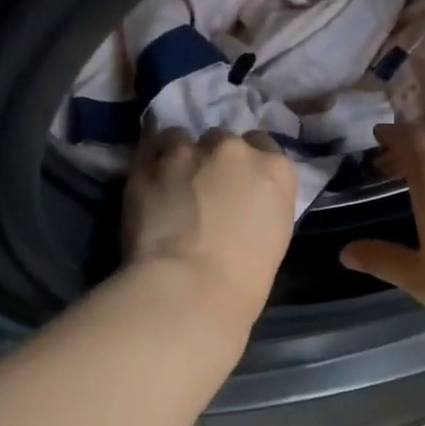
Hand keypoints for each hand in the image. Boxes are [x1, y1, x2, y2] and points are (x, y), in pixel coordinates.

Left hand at [123, 128, 297, 317]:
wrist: (191, 287)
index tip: (238, 181)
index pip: (264, 145)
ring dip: (179, 156)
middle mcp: (235, 149)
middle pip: (223, 139)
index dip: (248, 162)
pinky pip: (149, 151)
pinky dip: (150, 165)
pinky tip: (149, 186)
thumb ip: (260, 202)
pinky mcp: (148, 163)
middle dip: (214, 158)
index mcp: (276, 170)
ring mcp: (189, 152)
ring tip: (170, 184)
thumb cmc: (245, 277)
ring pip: (181, 138)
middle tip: (203, 187)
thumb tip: (241, 201)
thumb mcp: (275, 234)